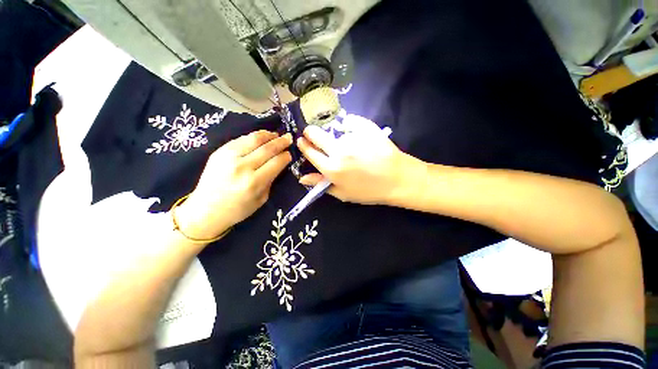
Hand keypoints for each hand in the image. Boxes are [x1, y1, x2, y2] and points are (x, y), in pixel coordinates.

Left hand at [175, 131, 292, 239]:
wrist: (205, 210)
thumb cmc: (237, 209)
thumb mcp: (261, 199)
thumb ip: (271, 180)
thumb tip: (279, 164)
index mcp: (254, 182)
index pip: (276, 162)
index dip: (286, 156)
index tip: (290, 153)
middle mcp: (242, 167)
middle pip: (267, 149)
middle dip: (281, 142)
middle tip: (289, 137)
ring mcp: (228, 157)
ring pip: (253, 139)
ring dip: (268, 135)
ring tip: (276, 134)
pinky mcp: (219, 152)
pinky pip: (240, 139)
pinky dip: (253, 136)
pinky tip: (260, 136)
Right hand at [297, 114, 424, 204]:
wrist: (398, 180)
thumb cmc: (369, 191)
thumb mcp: (343, 194)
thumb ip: (321, 184)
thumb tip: (302, 177)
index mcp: (332, 169)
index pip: (310, 152)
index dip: (304, 145)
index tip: (302, 140)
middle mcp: (339, 151)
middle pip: (316, 134)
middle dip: (311, 132)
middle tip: (313, 133)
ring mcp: (353, 138)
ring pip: (334, 129)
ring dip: (333, 132)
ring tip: (344, 139)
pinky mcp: (366, 128)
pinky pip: (352, 121)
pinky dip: (350, 125)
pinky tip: (355, 131)